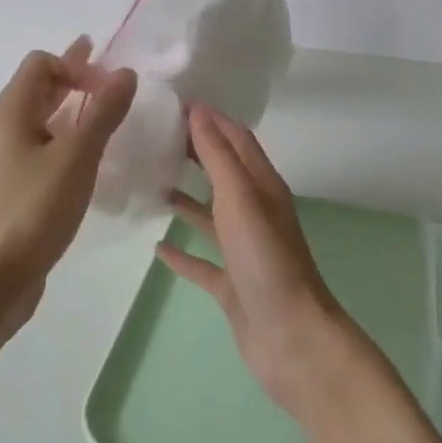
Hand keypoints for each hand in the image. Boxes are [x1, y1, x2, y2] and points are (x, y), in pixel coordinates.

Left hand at [0, 39, 135, 316]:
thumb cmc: (33, 208)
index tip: (110, 92)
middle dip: (76, 77)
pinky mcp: (19, 186)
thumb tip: (125, 73)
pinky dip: (70, 139)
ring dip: (75, 109)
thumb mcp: (76, 156)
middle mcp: (7, 127)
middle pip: (41, 86)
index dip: (77, 65)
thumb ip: (103, 112)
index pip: (43, 63)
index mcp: (13, 110)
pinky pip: (47, 146)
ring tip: (108, 111)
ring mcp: (11, 158)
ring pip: (45, 119)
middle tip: (113, 76)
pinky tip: (93, 155)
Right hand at [157, 104, 359, 418]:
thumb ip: (218, 156)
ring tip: (150, 182)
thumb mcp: (241, 198)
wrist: (291, 338)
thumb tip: (198, 110)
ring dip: (186, 198)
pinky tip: (157, 247)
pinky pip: (203, 261)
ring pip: (211, 215)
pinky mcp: (232, 285)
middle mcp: (255, 213)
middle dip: (193, 152)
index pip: (236, 139)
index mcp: (263, 187)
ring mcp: (244, 251)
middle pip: (223, 172)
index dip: (209, 119)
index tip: (172, 103)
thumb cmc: (266, 260)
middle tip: (153, 136)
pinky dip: (182, 252)